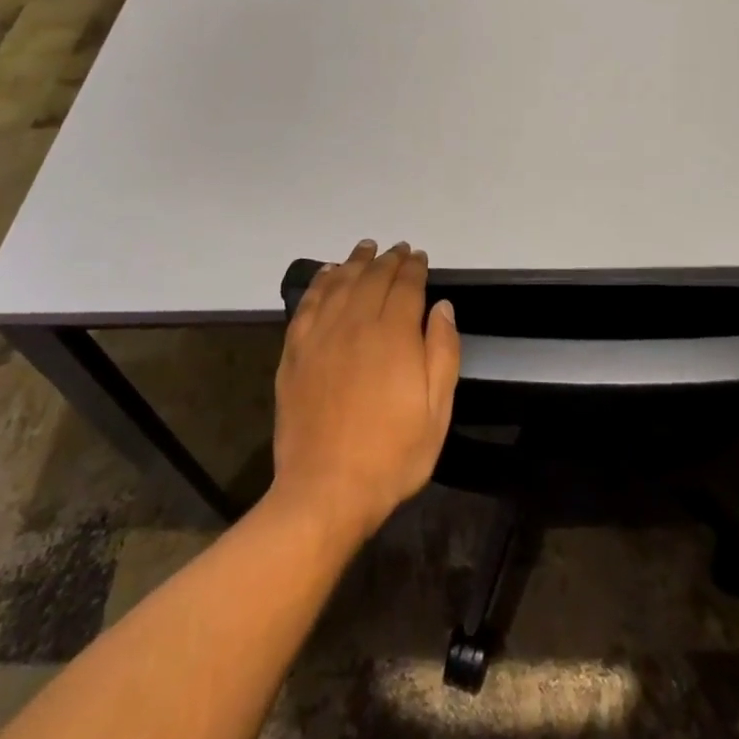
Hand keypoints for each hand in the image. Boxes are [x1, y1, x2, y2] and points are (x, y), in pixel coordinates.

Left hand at [269, 240, 460, 545]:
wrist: (325, 490)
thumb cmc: (391, 454)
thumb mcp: (437, 410)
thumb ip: (443, 352)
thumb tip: (442, 307)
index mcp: (394, 334)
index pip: (406, 285)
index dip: (414, 267)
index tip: (420, 256)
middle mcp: (357, 323)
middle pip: (373, 277)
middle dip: (389, 259)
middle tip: (398, 249)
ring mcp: (321, 336)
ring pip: (340, 283)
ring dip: (355, 261)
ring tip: (365, 248)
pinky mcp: (296, 352)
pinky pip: (308, 304)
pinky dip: (320, 283)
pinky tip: (327, 274)